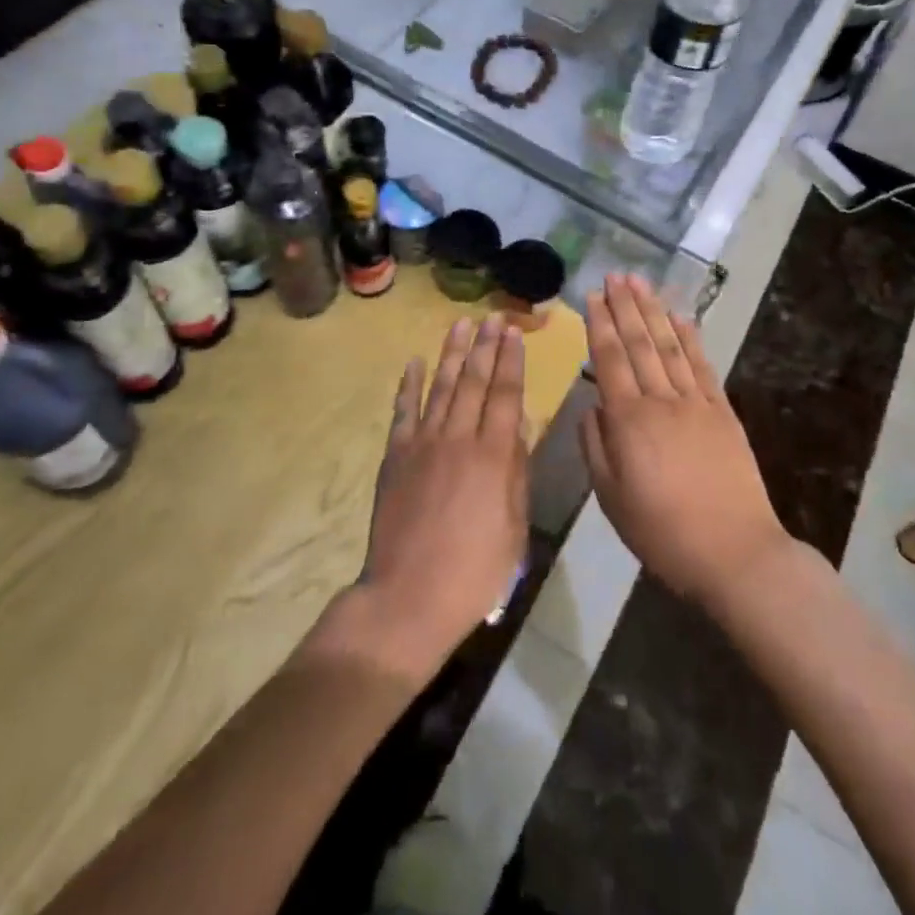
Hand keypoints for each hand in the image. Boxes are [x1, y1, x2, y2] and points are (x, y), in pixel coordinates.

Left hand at [327, 316, 529, 685]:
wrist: (410, 596)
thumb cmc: (474, 570)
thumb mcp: (513, 526)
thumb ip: (516, 471)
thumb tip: (519, 425)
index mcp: (493, 456)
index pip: (505, 395)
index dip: (511, 362)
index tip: (514, 334)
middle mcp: (458, 438)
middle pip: (474, 382)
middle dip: (485, 346)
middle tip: (492, 318)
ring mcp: (423, 444)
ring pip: (441, 387)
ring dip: (452, 353)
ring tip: (460, 325)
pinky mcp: (395, 456)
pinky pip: (403, 411)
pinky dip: (409, 385)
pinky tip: (415, 362)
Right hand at [581, 273, 788, 611]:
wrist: (734, 552)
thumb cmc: (663, 532)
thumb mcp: (611, 498)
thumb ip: (595, 447)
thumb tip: (591, 408)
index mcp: (628, 421)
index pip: (609, 360)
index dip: (600, 325)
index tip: (593, 295)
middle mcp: (660, 400)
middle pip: (639, 343)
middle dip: (625, 306)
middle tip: (615, 274)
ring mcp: (695, 402)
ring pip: (669, 346)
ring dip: (653, 311)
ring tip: (641, 283)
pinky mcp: (722, 412)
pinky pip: (702, 366)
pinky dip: (690, 337)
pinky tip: (680, 317)